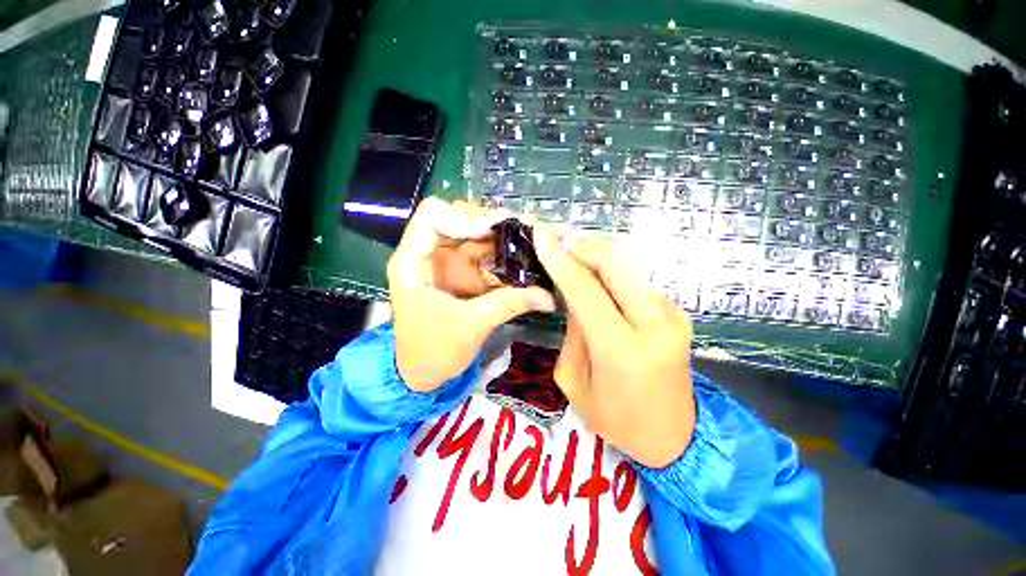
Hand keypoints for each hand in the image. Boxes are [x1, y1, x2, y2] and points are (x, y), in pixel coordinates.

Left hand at [388, 198, 555, 391]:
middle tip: (520, 231)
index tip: (494, 231)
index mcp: (413, 261)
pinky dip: (502, 256)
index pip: (432, 216)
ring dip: (500, 237)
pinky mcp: (463, 274)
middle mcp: (429, 254)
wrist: (425, 373)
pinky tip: (521, 260)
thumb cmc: (434, 351)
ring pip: (474, 234)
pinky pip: (484, 255)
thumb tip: (549, 297)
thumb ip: (508, 304)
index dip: (464, 218)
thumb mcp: (471, 325)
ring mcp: (447, 263)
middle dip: (488, 223)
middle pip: (457, 218)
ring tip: (528, 240)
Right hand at [534, 230, 695, 467]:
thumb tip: (573, 294)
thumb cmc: (616, 420)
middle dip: (582, 247)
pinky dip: (613, 270)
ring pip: (629, 266)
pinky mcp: (678, 314)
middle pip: (615, 264)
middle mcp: (654, 325)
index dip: (560, 259)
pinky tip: (597, 273)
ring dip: (598, 254)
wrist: (675, 438)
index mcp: (622, 350)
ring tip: (573, 253)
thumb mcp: (574, 380)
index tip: (541, 235)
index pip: (585, 290)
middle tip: (558, 243)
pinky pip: (637, 280)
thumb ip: (573, 331)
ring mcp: (673, 316)